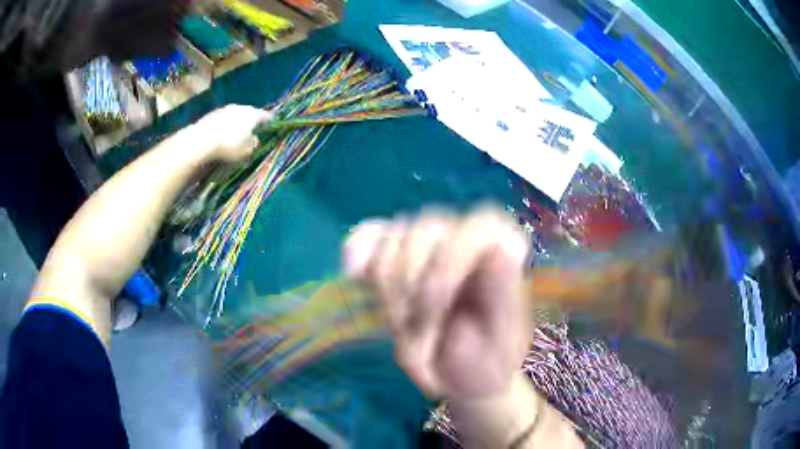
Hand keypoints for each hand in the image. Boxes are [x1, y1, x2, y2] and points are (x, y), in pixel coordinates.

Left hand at [191, 105, 272, 162]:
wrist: (201, 141)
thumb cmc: (229, 147)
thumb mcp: (246, 152)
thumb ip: (253, 144)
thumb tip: (255, 139)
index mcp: (252, 115)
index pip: (266, 116)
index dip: (270, 121)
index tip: (273, 125)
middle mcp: (240, 107)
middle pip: (249, 113)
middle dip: (251, 121)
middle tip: (252, 130)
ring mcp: (224, 109)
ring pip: (235, 115)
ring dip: (236, 122)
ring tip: (235, 133)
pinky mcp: (211, 114)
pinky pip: (223, 119)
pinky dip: (224, 125)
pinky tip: (221, 134)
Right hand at [344, 208, 530, 401]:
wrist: (460, 377)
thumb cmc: (486, 363)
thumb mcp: (501, 342)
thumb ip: (502, 297)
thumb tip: (501, 247)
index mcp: (503, 247)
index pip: (477, 225)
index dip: (449, 263)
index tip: (435, 308)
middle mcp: (467, 233)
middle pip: (426, 232)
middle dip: (415, 294)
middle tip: (421, 344)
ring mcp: (431, 239)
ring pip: (393, 240)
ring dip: (391, 294)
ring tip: (407, 331)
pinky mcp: (396, 250)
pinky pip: (370, 235)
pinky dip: (359, 251)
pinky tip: (355, 273)